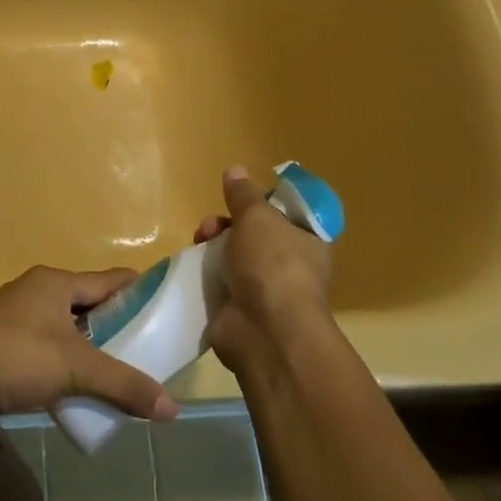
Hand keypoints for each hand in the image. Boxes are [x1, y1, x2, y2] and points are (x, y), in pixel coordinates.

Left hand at [0, 266, 178, 420]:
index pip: (111, 280)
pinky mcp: (1, 343)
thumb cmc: (15, 355)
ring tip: (119, 375)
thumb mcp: (75, 368)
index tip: (170, 309)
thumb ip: (123, 385)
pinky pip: (46, 348)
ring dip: (90, 349)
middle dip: (117, 327)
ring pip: (66, 328)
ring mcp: (16, 317)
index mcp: (56, 282)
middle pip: (89, 304)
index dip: (141, 292)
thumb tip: (173, 408)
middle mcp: (37, 291)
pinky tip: (78, 389)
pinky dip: (65, 364)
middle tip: (150, 352)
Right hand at [196, 165, 334, 375]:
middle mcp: (290, 268)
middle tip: (211, 225)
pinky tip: (192, 267)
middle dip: (228, 224)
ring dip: (212, 247)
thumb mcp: (257, 217)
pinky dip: (205, 275)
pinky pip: (220, 284)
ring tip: (198, 242)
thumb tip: (235, 169)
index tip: (239, 199)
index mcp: (308, 243)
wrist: (265, 331)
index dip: (262, 205)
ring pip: (233, 258)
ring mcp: (265, 292)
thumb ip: (244, 194)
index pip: (287, 217)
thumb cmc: (272, 264)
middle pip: (254, 236)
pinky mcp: (240, 311)